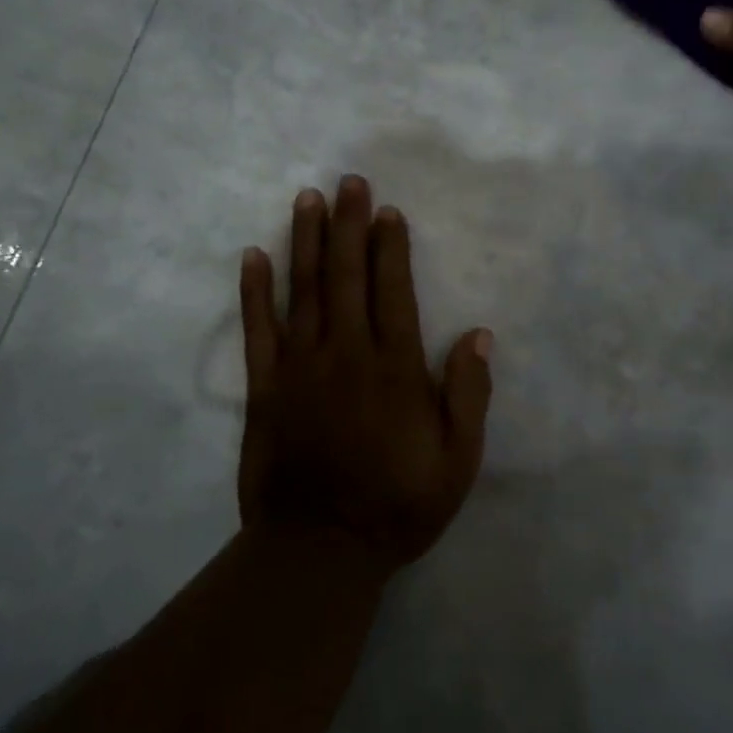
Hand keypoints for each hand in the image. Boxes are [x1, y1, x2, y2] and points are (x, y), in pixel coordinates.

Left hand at [237, 176, 493, 572]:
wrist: (318, 550)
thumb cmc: (396, 506)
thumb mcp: (457, 462)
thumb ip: (469, 395)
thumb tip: (479, 334)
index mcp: (394, 369)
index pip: (393, 291)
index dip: (391, 247)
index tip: (387, 210)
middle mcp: (346, 354)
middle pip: (347, 276)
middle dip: (350, 225)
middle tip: (348, 181)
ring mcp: (300, 367)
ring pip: (304, 290)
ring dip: (307, 240)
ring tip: (308, 199)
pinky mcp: (264, 386)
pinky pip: (258, 329)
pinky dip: (254, 290)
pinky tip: (254, 255)